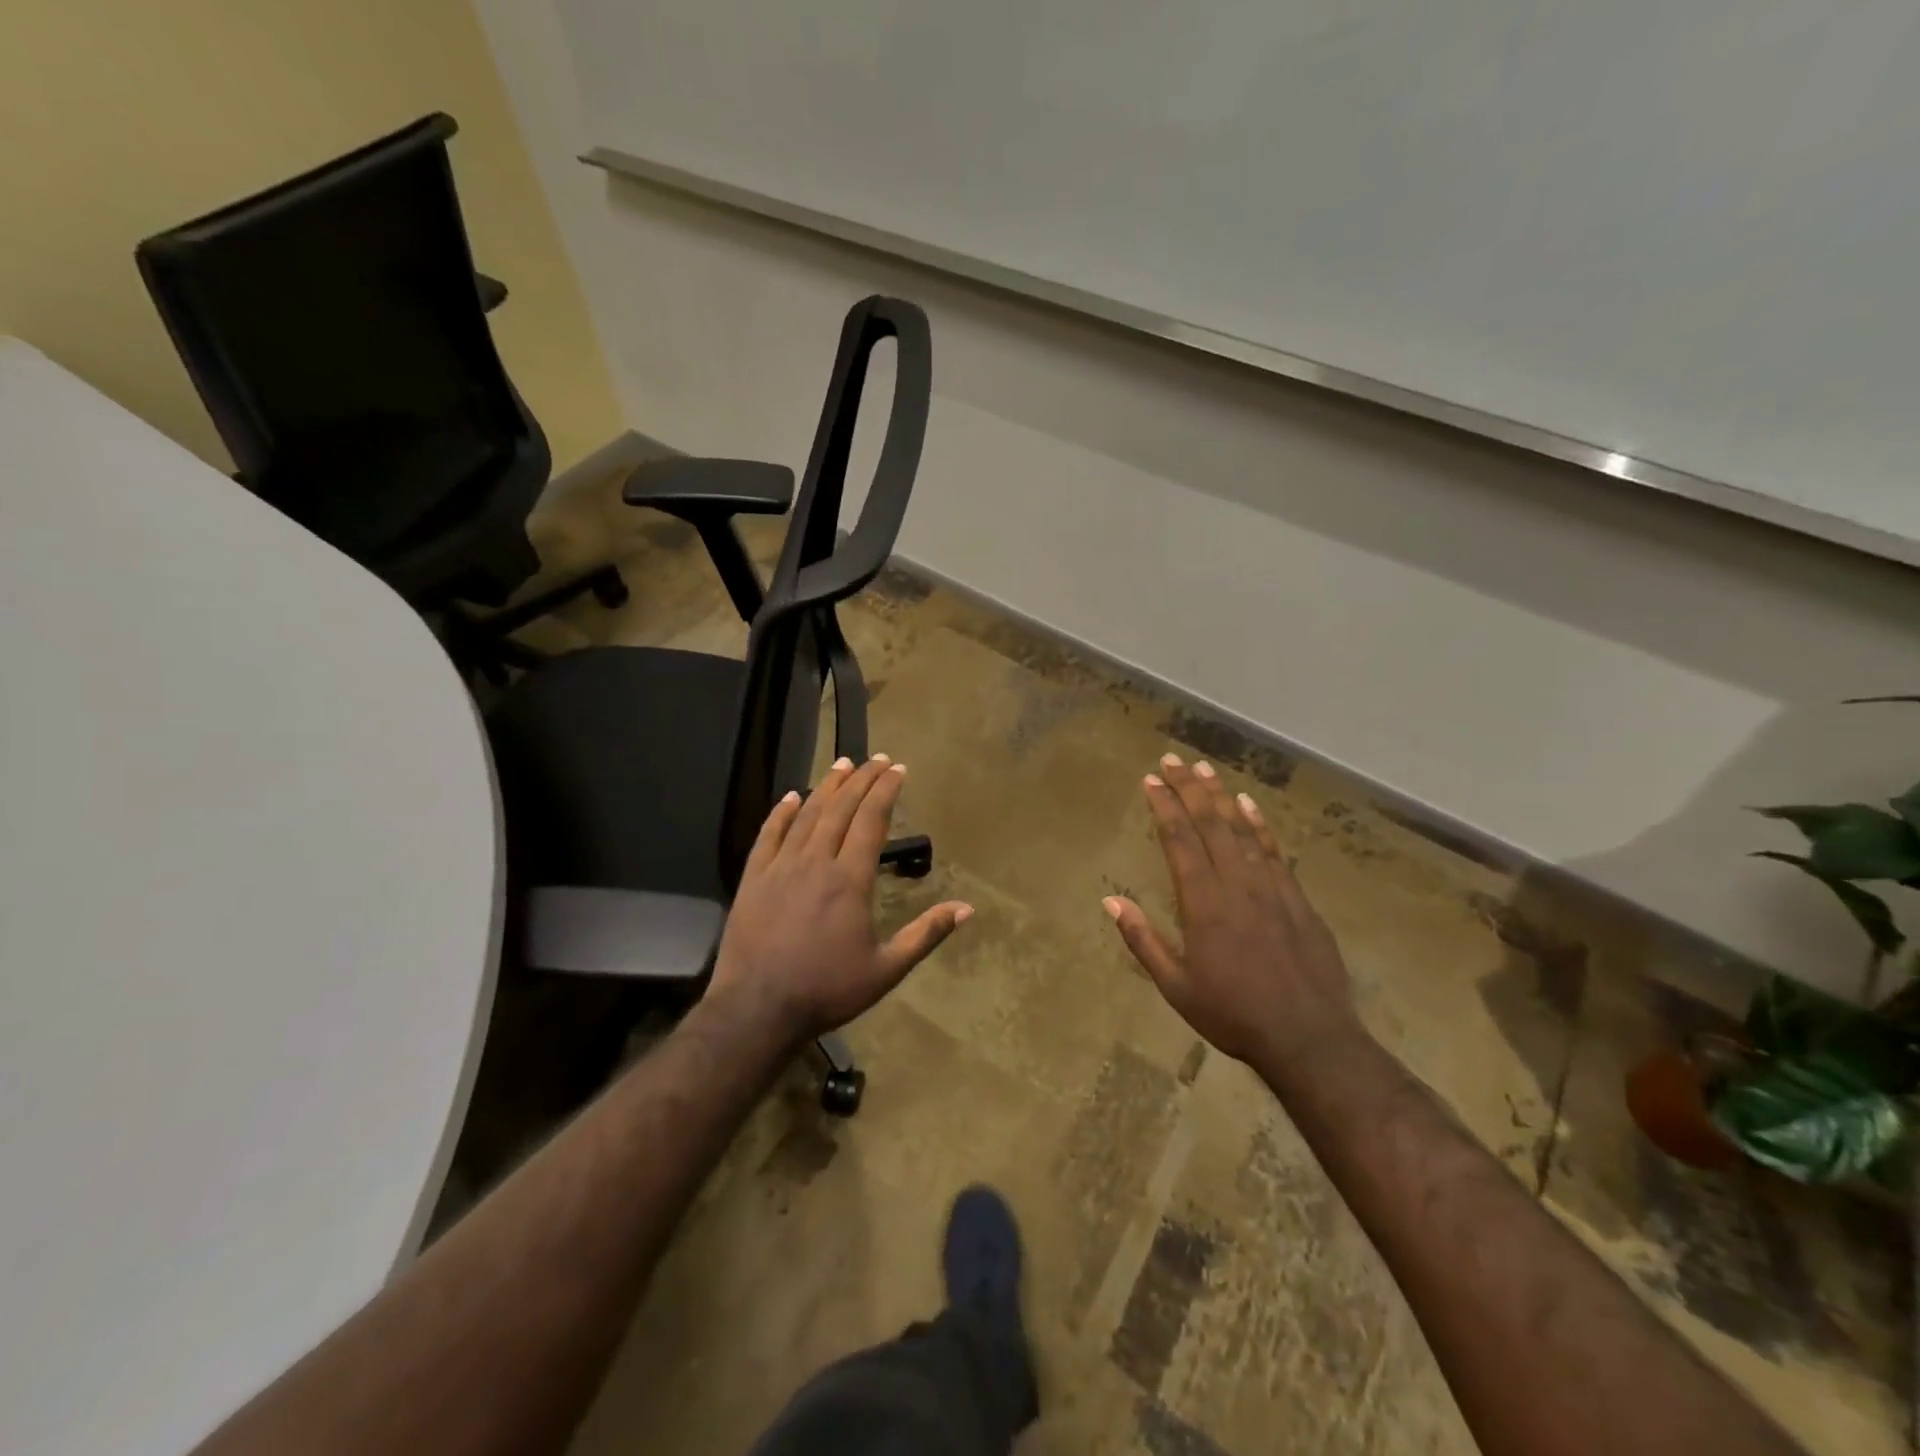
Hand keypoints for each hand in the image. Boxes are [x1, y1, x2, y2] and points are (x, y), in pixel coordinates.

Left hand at [706, 754, 971, 1043]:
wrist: (757, 1010)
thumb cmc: (827, 990)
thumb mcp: (886, 969)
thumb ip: (925, 935)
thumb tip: (966, 909)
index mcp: (850, 879)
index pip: (871, 821)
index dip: (885, 791)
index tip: (898, 769)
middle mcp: (816, 862)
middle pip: (841, 809)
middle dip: (862, 779)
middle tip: (877, 759)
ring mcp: (781, 867)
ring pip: (807, 815)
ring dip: (827, 786)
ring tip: (842, 764)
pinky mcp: (754, 878)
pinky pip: (768, 835)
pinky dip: (781, 813)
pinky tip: (791, 796)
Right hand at [1104, 754, 1364, 1076]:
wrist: (1308, 1039)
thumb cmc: (1233, 1014)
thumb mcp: (1176, 985)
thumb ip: (1142, 940)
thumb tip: (1110, 900)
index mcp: (1203, 903)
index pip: (1179, 841)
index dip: (1164, 807)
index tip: (1150, 780)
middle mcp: (1236, 884)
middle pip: (1210, 825)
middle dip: (1188, 789)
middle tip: (1172, 760)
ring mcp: (1271, 888)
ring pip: (1242, 830)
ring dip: (1221, 797)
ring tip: (1205, 770)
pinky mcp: (1297, 898)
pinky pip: (1275, 851)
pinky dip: (1261, 825)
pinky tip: (1250, 805)